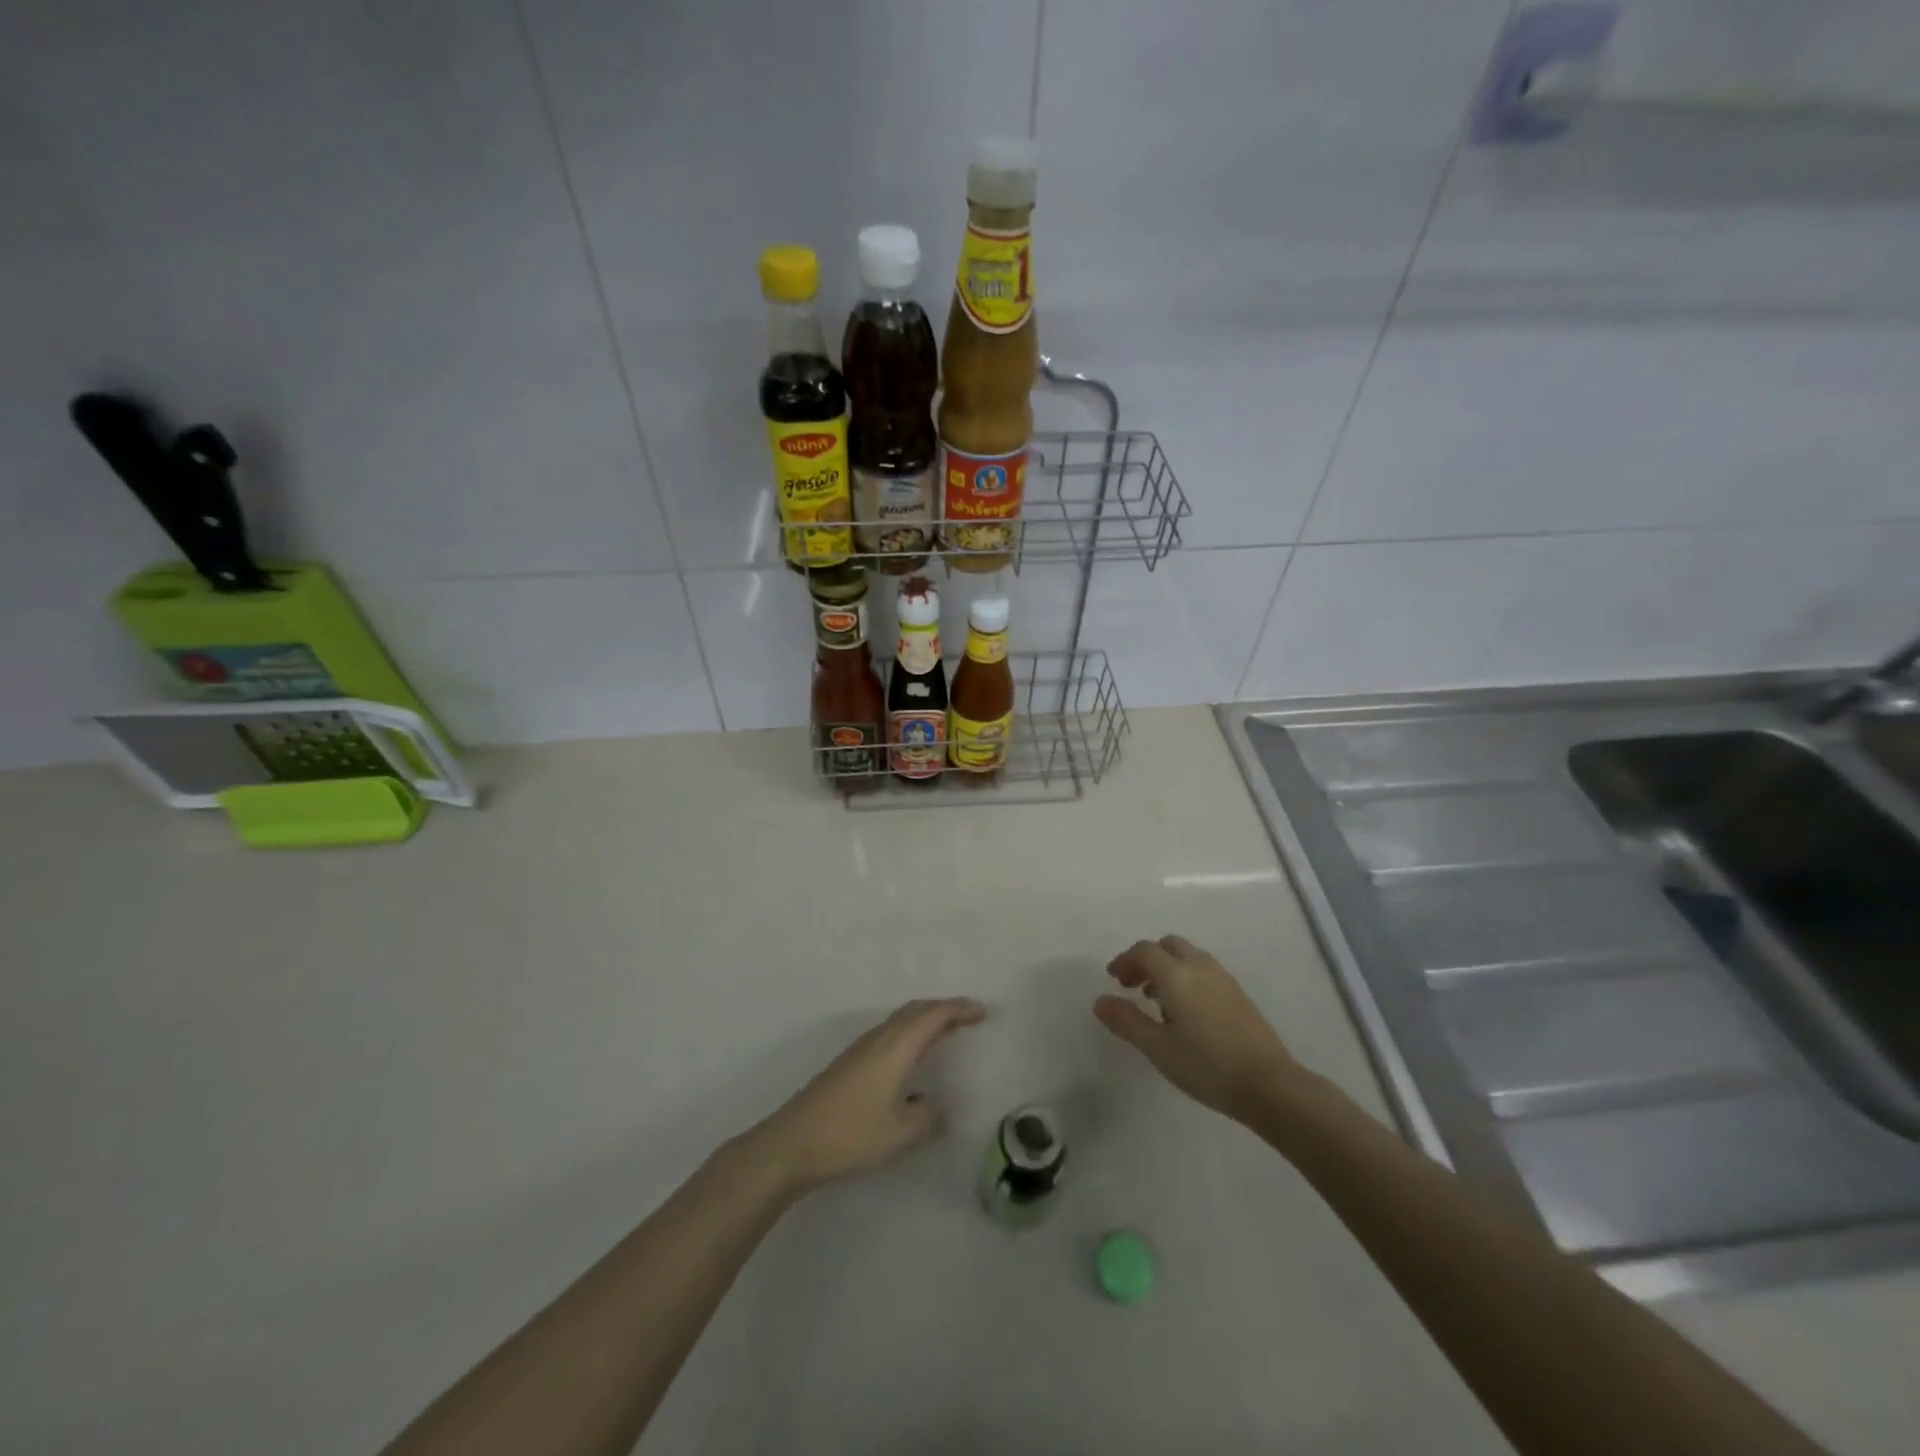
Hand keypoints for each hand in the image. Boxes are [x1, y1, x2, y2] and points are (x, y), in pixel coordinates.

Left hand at [749, 997, 986, 1194]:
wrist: (792, 1142)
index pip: (933, 1016)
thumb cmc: (850, 1133)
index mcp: (895, 1046)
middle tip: (968, 1016)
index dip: (959, 1010)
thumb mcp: (899, 1132)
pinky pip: (889, 1033)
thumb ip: (925, 1116)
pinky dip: (910, 1033)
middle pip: (915, 1010)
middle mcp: (879, 1038)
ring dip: (925, 1019)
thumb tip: (931, 1104)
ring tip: (946, 1032)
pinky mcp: (849, 1063)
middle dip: (943, 1009)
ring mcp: (861, 1049)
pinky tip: (911, 1056)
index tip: (982, 1011)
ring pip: (900, 1021)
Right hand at [1094, 936, 1304, 1123]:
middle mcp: (1200, 967)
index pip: (1145, 951)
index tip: (1114, 980)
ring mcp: (1223, 979)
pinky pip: (1204, 971)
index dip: (1125, 960)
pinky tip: (1187, 1013)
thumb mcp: (1158, 1048)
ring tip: (1157, 1001)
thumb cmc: (1207, 1065)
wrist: (1269, 1085)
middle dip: (1146, 959)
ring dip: (1167, 968)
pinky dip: (1187, 977)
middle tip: (1133, 986)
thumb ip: (1127, 1021)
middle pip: (1168, 946)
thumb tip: (1099, 1001)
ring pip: (1188, 957)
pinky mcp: (1239, 994)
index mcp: (1177, 975)